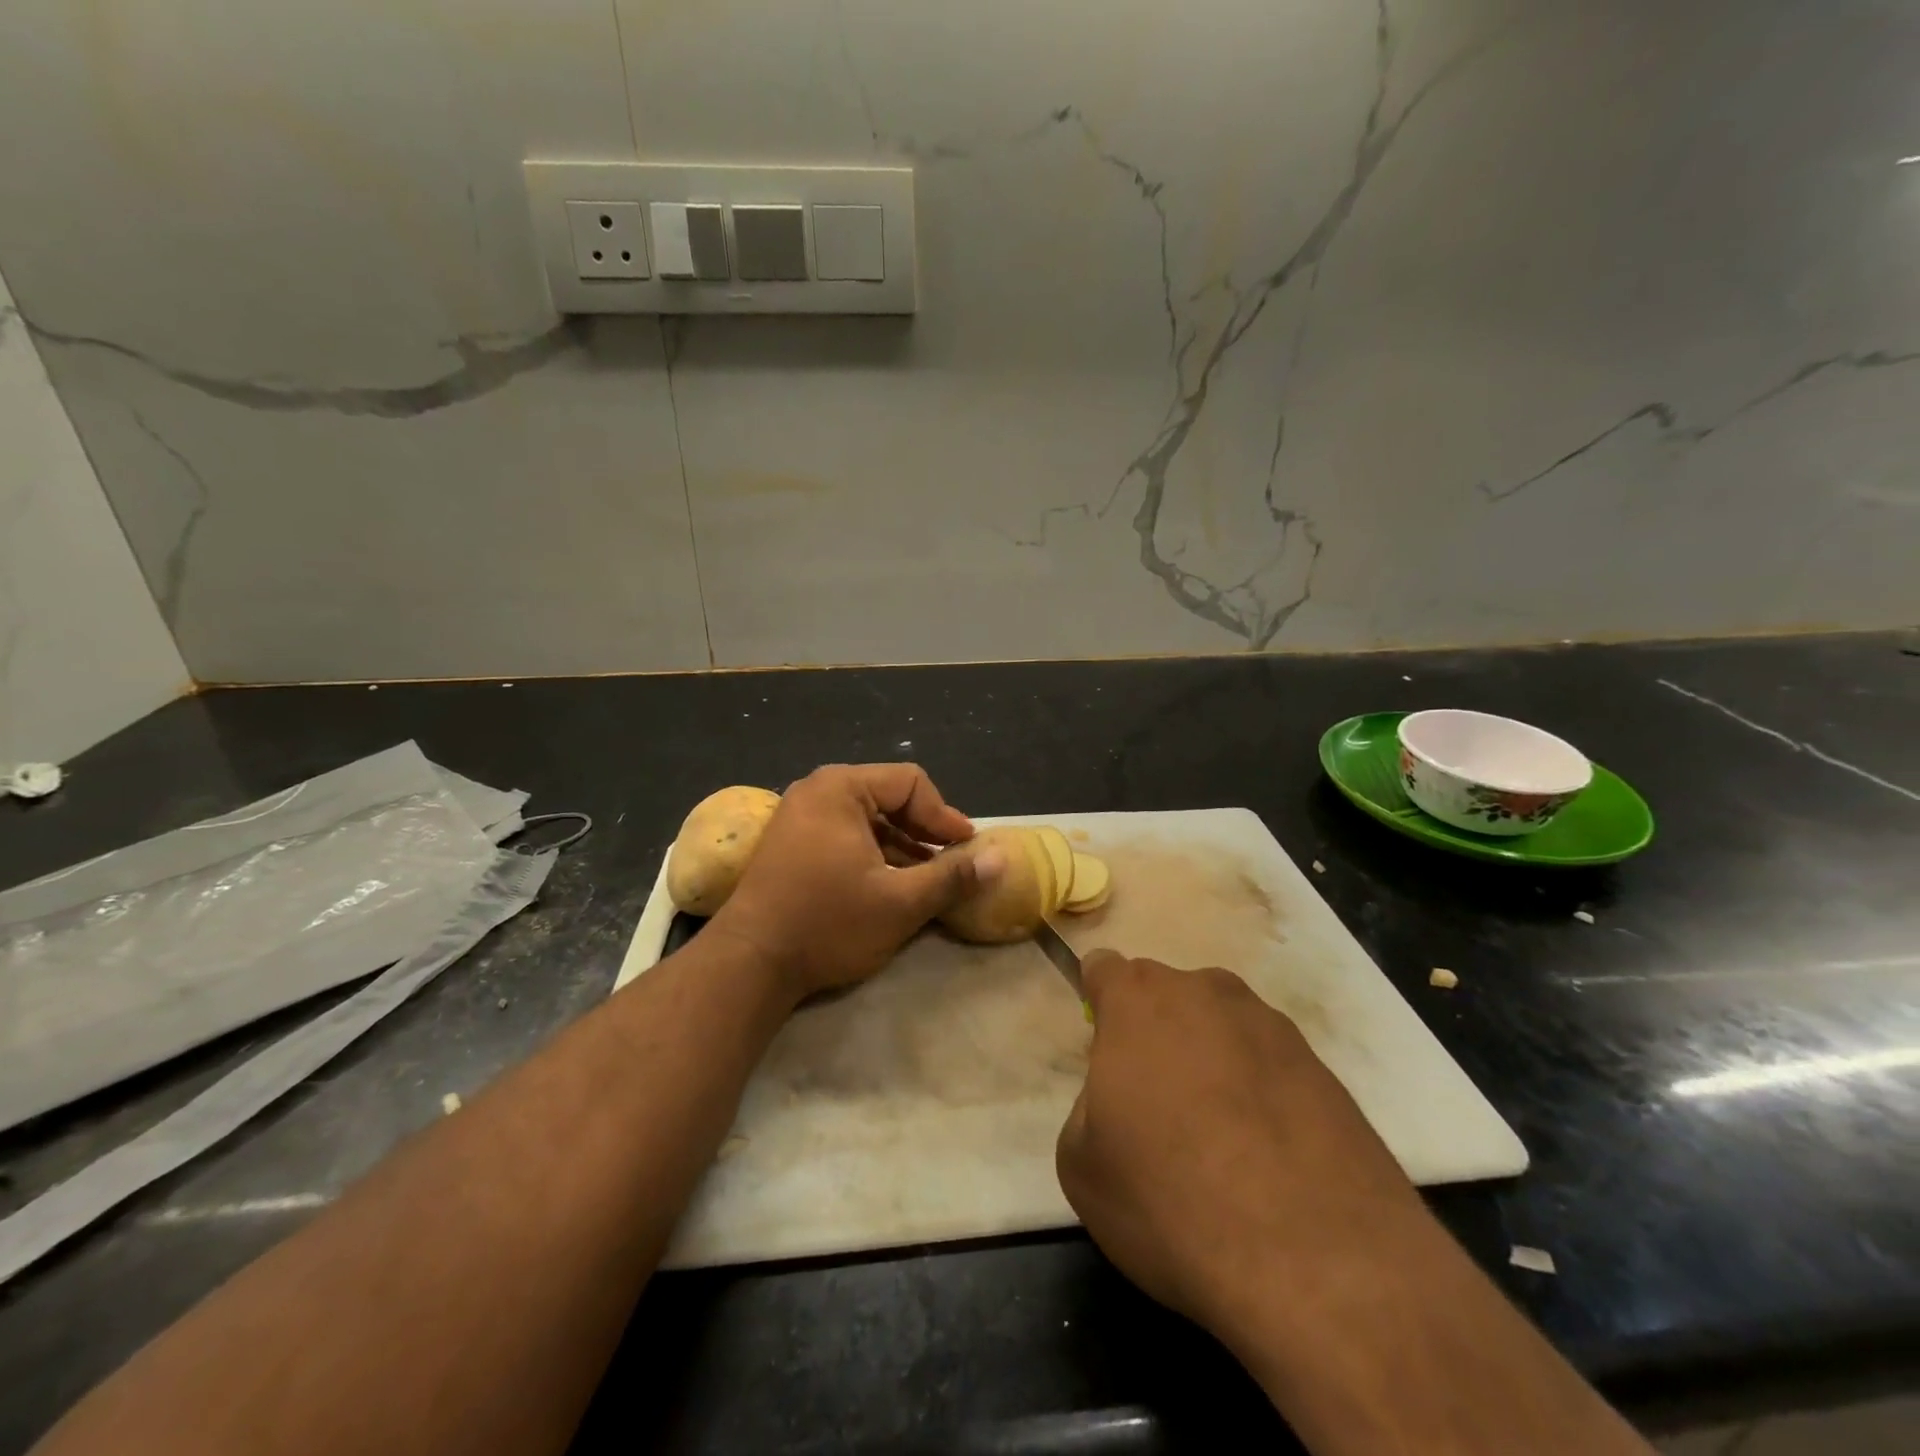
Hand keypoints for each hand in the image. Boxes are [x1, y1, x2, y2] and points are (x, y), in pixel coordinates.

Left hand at [708, 763, 1000, 1000]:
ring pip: (867, 819)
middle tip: (952, 862)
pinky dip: (874, 854)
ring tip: (927, 879)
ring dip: (901, 846)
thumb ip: (953, 877)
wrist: (749, 964)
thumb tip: (1001, 859)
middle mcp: (817, 791)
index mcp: (841, 788)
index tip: (967, 849)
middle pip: (888, 797)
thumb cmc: (828, 923)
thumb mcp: (901, 903)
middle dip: (924, 831)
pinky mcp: (790, 844)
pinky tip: (890, 885)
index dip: (944, 815)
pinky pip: (844, 835)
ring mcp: (798, 817)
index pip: (910, 783)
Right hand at [1055, 952, 1429, 1357]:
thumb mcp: (1081, 1164)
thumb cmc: (1171, 1200)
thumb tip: (1121, 1097)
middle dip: (1156, 1034)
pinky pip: (1270, 1067)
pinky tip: (1266, 1161)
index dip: (1098, 1003)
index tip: (1103, 1050)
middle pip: (1167, 997)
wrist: (1318, 1263)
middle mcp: (1206, 993)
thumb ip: (1088, 1104)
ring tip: (1218, 1142)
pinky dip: (1261, 1095)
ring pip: (1222, 1028)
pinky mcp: (1326, 1070)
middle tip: (1157, 1106)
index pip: (1105, 968)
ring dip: (1211, 1062)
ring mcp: (1273, 1027)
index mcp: (1139, 1001)